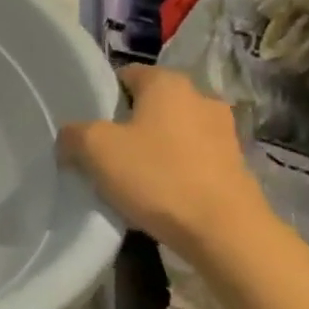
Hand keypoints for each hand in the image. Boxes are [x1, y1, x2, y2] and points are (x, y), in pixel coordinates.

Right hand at [58, 65, 271, 258]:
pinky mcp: (237, 166)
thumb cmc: (157, 176)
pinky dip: (175, 171)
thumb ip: (73, 134)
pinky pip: (192, 160)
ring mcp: (225, 133)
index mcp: (168, 83)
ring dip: (153, 149)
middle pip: (150, 105)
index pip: (125, 75)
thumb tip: (71, 138)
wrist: (226, 233)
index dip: (103, 99)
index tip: (88, 127)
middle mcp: (201, 98)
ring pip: (172, 133)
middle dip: (128, 125)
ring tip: (132, 179)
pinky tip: (161, 196)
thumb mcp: (94, 149)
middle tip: (106, 154)